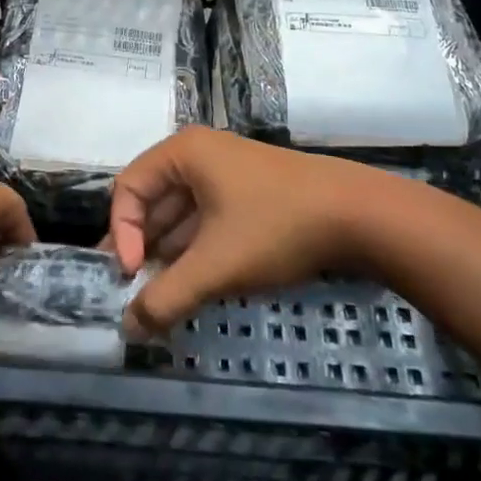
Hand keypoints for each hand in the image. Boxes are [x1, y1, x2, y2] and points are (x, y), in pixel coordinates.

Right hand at [109, 128, 389, 336]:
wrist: (359, 216)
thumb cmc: (277, 227)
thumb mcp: (216, 265)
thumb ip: (167, 297)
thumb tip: (128, 327)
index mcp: (184, 153)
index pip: (128, 188)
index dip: (121, 233)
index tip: (132, 276)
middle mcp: (200, 155)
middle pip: (153, 200)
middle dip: (143, 248)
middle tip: (134, 293)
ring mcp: (227, 173)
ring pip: (181, 214)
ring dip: (169, 254)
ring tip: (162, 296)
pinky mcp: (248, 193)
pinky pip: (207, 220)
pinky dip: (196, 250)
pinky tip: (195, 283)